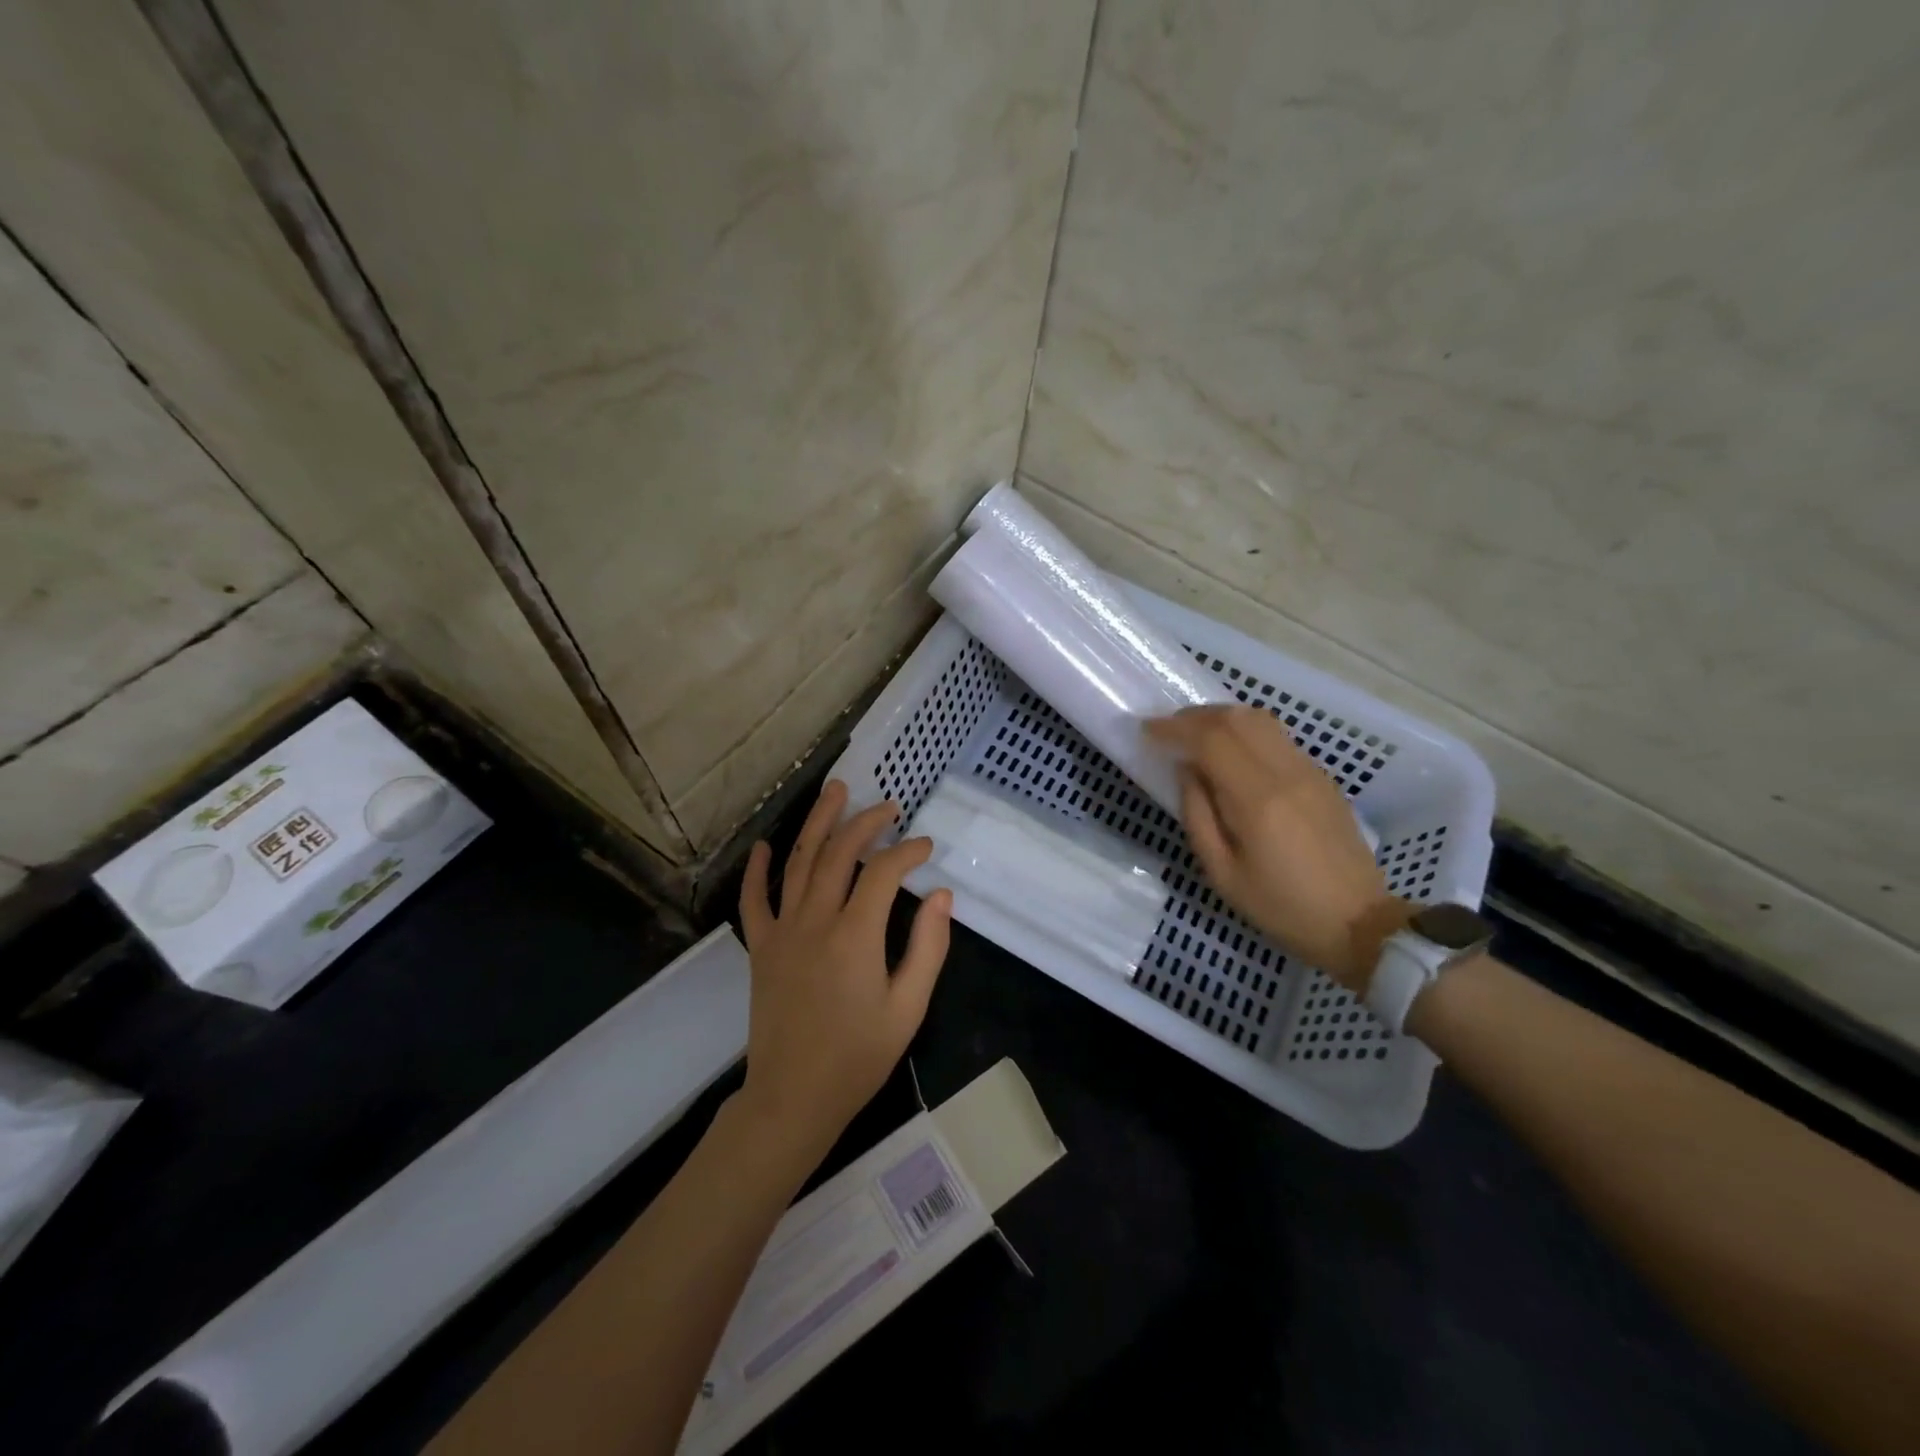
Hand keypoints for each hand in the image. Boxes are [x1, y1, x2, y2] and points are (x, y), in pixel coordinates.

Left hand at [736, 780, 952, 1167]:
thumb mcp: (908, 1007)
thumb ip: (928, 947)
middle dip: (866, 822)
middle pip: (839, 853)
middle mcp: (815, 920)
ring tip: (836, 792)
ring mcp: (782, 931)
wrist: (793, 1098)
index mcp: (855, 935)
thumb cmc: (858, 1057)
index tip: (926, 847)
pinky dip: (759, 869)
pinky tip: (765, 846)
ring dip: (818, 823)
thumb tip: (943, 896)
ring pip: (799, 861)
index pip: (884, 872)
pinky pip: (754, 899)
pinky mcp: (761, 947)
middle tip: (888, 806)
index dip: (908, 851)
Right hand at [1147, 706, 1407, 989]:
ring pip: (1260, 719)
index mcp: (1256, 799)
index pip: (1210, 740)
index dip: (1174, 729)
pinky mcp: (1321, 777)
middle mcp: (1285, 772)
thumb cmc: (1281, 907)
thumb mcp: (1222, 873)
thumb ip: (1197, 815)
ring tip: (1195, 734)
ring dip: (1221, 717)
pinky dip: (1245, 730)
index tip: (1147, 730)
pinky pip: (1276, 736)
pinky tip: (1232, 750)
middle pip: (1235, 718)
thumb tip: (1186, 771)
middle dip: (1194, 717)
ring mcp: (1308, 770)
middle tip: (1167, 729)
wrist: (1357, 922)